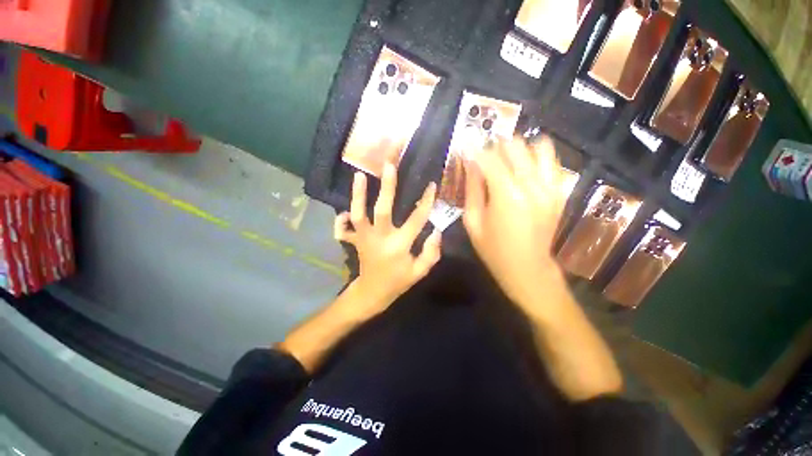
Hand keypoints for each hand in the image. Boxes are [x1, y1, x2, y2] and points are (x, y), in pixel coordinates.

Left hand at [334, 163, 441, 311]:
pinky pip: (343, 227)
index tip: (431, 185)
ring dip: (358, 194)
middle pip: (382, 210)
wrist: (371, 293)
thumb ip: (431, 253)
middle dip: (387, 187)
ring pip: (358, 214)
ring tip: (359, 175)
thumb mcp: (420, 272)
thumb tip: (436, 230)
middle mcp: (379, 239)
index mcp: (399, 246)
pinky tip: (345, 209)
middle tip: (389, 165)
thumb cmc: (398, 282)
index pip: (415, 220)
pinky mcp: (354, 240)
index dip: (425, 202)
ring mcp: (363, 238)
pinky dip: (342, 217)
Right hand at [463, 136, 568, 304]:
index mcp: (506, 195)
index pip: (489, 159)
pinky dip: (537, 156)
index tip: (465, 147)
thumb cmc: (493, 249)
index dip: (475, 150)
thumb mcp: (472, 221)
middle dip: (495, 147)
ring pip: (536, 148)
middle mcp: (532, 185)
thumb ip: (472, 189)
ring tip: (505, 160)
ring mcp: (550, 187)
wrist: (527, 268)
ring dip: (517, 149)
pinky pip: (552, 161)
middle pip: (514, 147)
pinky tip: (524, 165)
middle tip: (484, 157)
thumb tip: (470, 163)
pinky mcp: (559, 192)